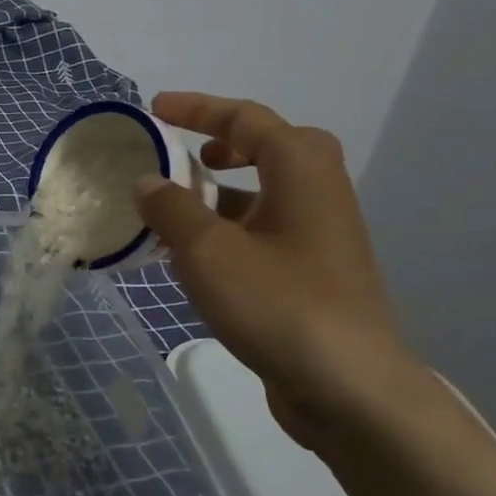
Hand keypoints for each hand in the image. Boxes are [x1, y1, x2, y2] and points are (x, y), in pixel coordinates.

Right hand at [132, 93, 406, 441]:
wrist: (347, 387)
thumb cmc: (278, 302)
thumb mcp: (208, 250)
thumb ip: (171, 209)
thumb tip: (148, 183)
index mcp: (301, 170)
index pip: (246, 118)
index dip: (198, 108)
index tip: (155, 109)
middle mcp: (318, 193)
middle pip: (270, 149)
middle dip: (223, 145)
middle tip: (184, 156)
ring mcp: (320, 237)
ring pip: (264, 195)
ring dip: (219, 194)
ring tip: (173, 211)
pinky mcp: (313, 274)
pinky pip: (263, 232)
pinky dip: (227, 231)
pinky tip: (193, 260)